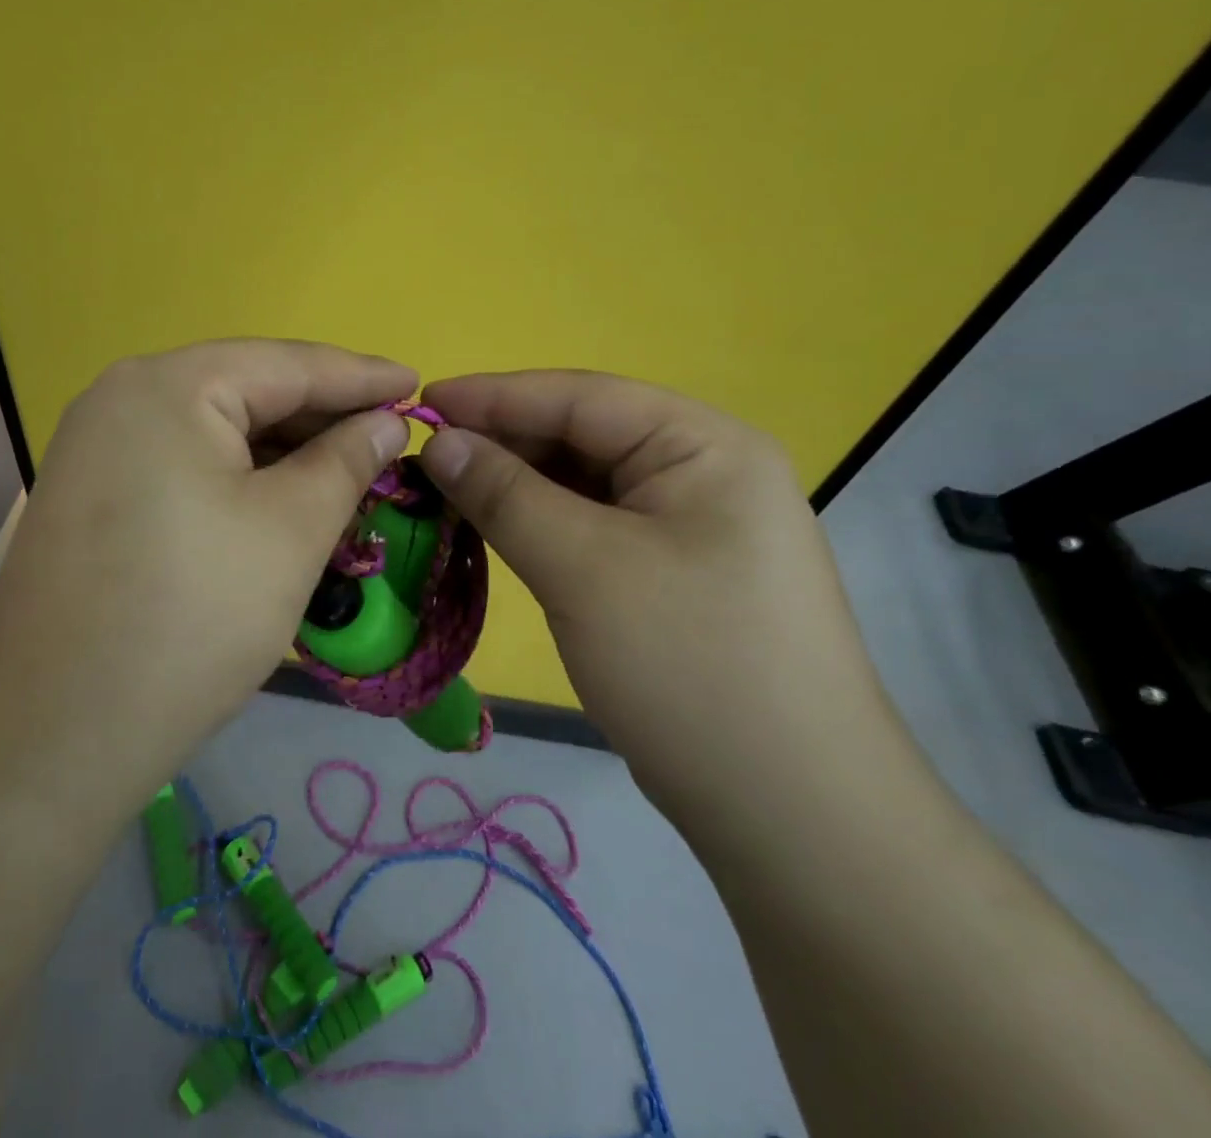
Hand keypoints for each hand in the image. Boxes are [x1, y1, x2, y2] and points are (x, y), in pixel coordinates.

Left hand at [0, 340, 416, 788]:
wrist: (55, 732)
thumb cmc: (193, 618)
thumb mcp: (291, 531)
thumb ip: (345, 461)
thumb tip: (384, 423)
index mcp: (168, 386)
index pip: (286, 364)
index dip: (360, 376)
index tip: (417, 384)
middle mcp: (121, 397)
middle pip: (244, 390)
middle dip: (320, 415)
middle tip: (387, 435)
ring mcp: (96, 446)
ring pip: (212, 430)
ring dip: (281, 450)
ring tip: (346, 468)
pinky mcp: (90, 494)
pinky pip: (181, 463)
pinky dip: (237, 476)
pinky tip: (279, 497)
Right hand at [417, 371, 918, 840]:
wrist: (790, 814)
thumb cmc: (689, 665)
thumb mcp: (584, 568)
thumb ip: (505, 494)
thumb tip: (438, 442)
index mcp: (705, 445)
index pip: (582, 397)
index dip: (494, 396)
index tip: (420, 405)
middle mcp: (702, 472)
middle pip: (582, 436)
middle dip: (501, 444)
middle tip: (423, 459)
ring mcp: (689, 526)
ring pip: (582, 484)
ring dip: (514, 486)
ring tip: (444, 492)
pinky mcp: (670, 574)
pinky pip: (591, 526)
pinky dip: (537, 524)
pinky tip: (491, 530)